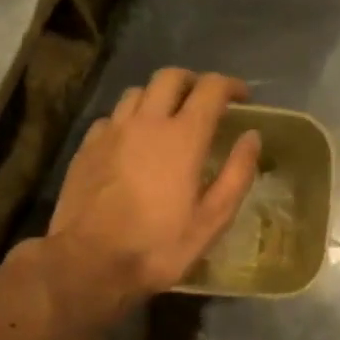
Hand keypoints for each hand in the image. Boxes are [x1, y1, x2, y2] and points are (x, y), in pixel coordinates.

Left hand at [47, 68, 260, 308]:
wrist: (89, 261)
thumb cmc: (158, 246)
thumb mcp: (212, 220)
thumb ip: (237, 174)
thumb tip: (252, 137)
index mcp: (183, 137)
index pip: (210, 88)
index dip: (230, 86)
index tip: (242, 97)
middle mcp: (146, 121)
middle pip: (170, 77)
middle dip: (193, 82)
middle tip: (205, 102)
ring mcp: (112, 131)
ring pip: (137, 92)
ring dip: (158, 96)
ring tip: (168, 119)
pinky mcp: (87, 146)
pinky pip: (113, 117)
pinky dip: (130, 119)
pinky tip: (132, 142)